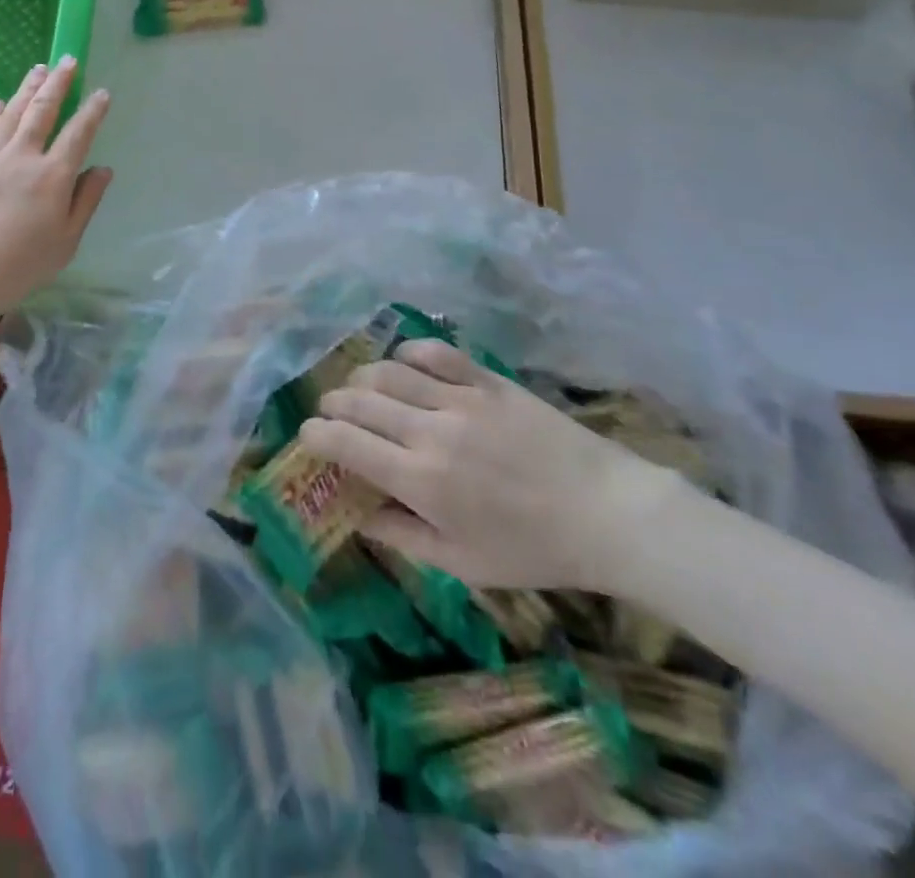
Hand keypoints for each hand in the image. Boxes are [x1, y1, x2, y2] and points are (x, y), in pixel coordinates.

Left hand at [0, 57, 111, 325]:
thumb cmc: (20, 265)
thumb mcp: (66, 241)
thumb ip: (86, 201)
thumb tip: (102, 169)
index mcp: (53, 175)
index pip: (78, 133)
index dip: (92, 112)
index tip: (102, 93)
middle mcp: (23, 157)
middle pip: (42, 111)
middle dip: (58, 84)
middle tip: (67, 61)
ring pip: (12, 113)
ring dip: (27, 88)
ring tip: (38, 69)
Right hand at [299, 339, 684, 594]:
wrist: (607, 512)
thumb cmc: (532, 549)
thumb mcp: (463, 564)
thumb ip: (403, 538)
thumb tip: (359, 516)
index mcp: (421, 480)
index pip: (346, 444)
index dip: (316, 435)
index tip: (306, 436)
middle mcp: (431, 431)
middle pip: (360, 400)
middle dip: (332, 403)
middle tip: (329, 412)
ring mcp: (460, 399)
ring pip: (390, 370)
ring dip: (362, 376)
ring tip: (358, 387)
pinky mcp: (487, 380)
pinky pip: (436, 352)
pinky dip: (409, 351)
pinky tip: (403, 361)